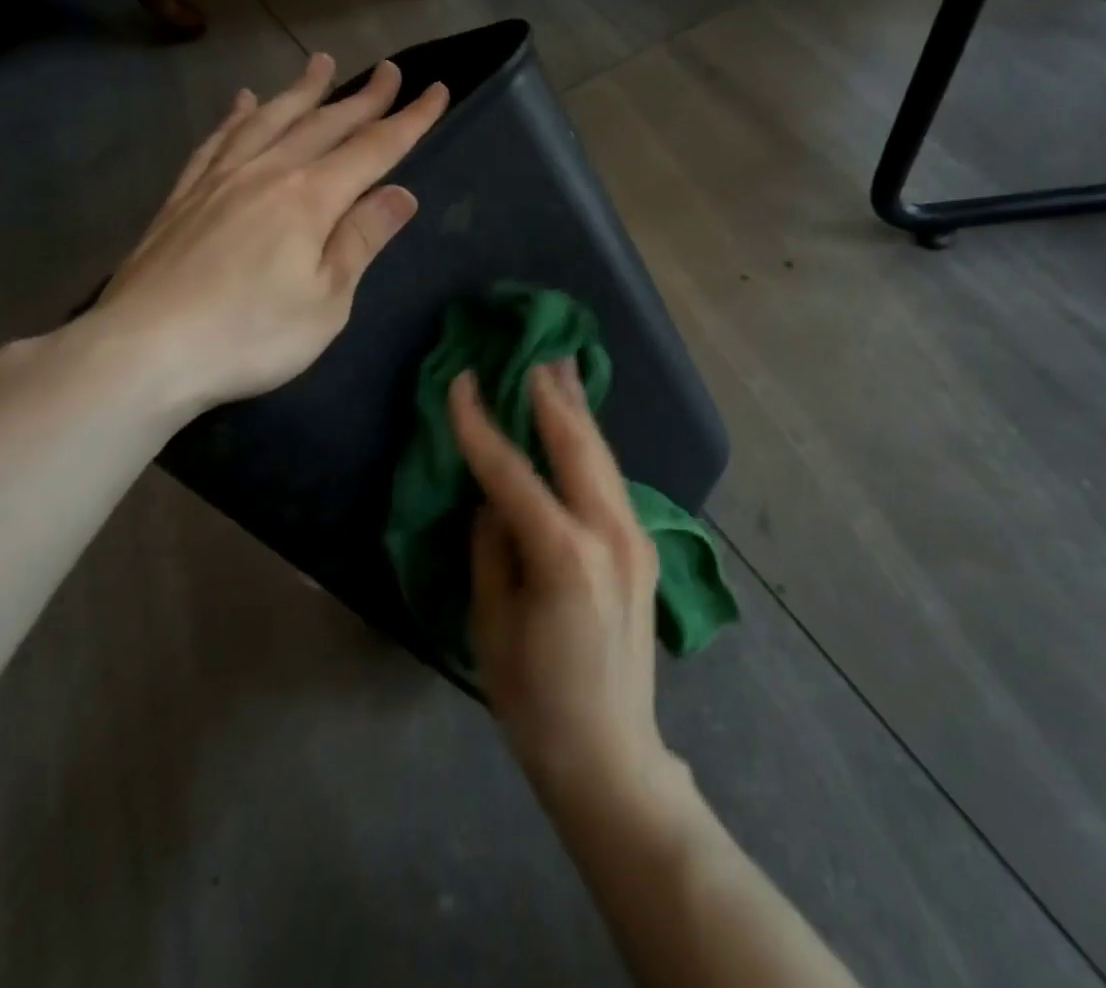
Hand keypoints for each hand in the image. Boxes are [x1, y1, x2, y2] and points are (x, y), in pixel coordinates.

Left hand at [82, 53, 447, 419]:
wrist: (143, 352)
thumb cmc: (251, 336)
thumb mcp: (327, 300)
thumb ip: (361, 240)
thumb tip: (401, 194)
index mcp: (310, 199)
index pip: (374, 150)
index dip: (410, 120)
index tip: (437, 90)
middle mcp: (267, 174)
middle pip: (324, 125)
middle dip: (363, 97)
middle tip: (390, 70)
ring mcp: (220, 180)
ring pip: (270, 120)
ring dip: (301, 91)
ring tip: (321, 64)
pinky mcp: (184, 197)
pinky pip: (218, 141)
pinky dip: (236, 116)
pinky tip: (243, 102)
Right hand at [451, 362, 672, 804]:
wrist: (609, 753)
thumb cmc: (534, 700)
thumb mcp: (491, 622)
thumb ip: (492, 547)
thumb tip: (493, 498)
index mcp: (564, 555)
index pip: (513, 471)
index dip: (480, 424)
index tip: (461, 381)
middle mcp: (609, 533)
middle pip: (575, 445)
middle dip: (550, 395)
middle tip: (532, 352)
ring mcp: (635, 536)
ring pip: (602, 456)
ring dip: (578, 411)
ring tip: (564, 369)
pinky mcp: (644, 547)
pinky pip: (612, 480)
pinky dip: (592, 446)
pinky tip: (581, 427)